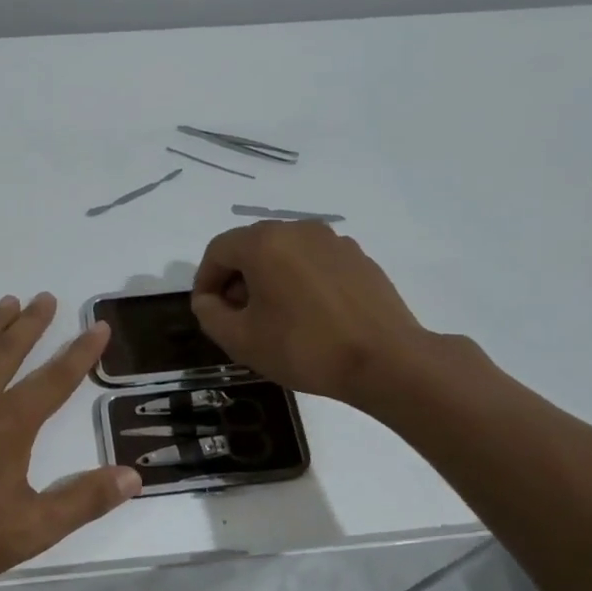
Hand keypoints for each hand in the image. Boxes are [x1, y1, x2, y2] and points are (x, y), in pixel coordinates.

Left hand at [0, 293, 140, 588]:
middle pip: (9, 351)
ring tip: (8, 302)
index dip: (81, 352)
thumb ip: (85, 500)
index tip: (98, 327)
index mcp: (11, 424)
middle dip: (31, 323)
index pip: (56, 379)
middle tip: (45, 298)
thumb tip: (133, 476)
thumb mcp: (35, 528)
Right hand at [191, 221, 432, 407]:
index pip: (217, 251)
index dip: (205, 281)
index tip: (208, 312)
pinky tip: (309, 315)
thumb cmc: (305, 348)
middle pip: (251, 247)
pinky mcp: (358, 258)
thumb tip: (209, 299)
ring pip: (284, 253)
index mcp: (265, 242)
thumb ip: (209, 314)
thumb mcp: (240, 340)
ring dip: (268, 279)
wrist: (386, 361)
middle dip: (236, 279)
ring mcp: (333, 241)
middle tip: (237, 317)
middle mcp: (298, 229)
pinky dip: (300, 281)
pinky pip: (314, 262)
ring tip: (274, 317)